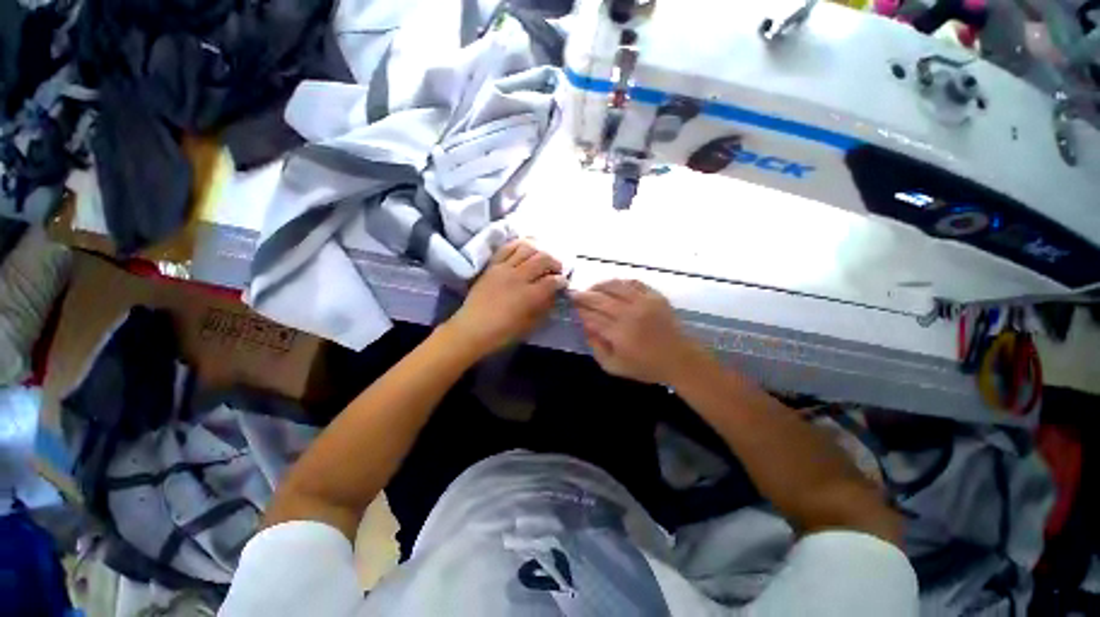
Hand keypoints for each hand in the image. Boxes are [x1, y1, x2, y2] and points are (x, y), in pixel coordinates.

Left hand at [447, 240, 565, 356]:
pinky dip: (518, 245)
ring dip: (539, 251)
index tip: (563, 283)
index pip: (553, 281)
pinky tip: (524, 250)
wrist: (472, 328)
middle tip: (556, 270)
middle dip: (555, 262)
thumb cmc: (503, 332)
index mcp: (530, 295)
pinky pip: (507, 248)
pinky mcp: (492, 265)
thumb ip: (545, 307)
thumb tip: (554, 295)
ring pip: (527, 248)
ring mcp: (504, 268)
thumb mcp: (530, 325)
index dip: (562, 281)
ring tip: (541, 258)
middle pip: (543, 259)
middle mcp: (519, 277)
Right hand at [571, 280, 701, 383]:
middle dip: (583, 296)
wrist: (680, 359)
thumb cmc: (645, 366)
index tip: (572, 307)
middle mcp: (629, 314)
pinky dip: (619, 282)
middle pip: (599, 299)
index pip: (592, 316)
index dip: (580, 310)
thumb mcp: (614, 366)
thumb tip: (585, 326)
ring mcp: (643, 302)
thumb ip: (596, 347)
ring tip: (591, 289)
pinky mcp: (655, 296)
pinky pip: (633, 283)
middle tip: (574, 294)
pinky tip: (612, 286)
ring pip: (614, 286)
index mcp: (619, 333)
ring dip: (598, 285)